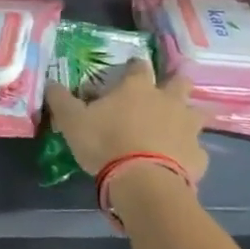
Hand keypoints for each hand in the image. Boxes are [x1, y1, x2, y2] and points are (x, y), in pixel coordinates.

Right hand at [44, 60, 207, 187]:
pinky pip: (196, 150)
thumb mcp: (72, 120)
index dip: (134, 66)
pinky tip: (176, 162)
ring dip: (188, 117)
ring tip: (174, 128)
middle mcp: (168, 101)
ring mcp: (188, 128)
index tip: (130, 70)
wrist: (143, 181)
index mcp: (137, 88)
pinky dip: (187, 153)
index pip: (139, 66)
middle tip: (162, 94)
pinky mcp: (199, 155)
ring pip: (197, 114)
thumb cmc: (105, 143)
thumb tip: (50, 82)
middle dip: (174, 83)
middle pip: (180, 81)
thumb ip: (61, 100)